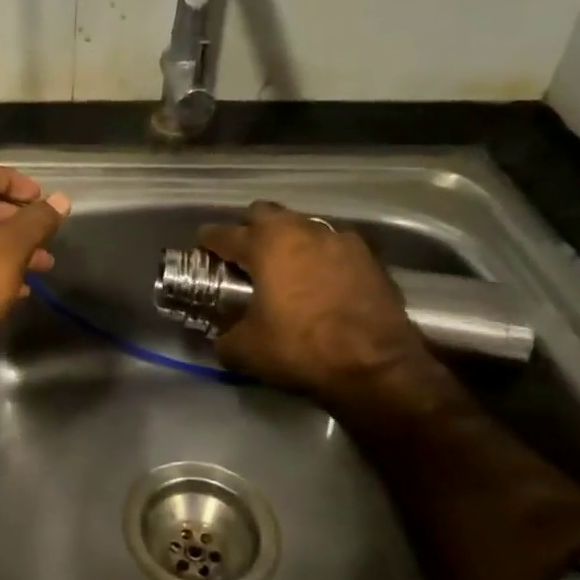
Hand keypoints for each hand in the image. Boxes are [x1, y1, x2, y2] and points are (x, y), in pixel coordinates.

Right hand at [198, 201, 452, 413]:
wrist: (376, 366)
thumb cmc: (301, 349)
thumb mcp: (247, 351)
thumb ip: (226, 338)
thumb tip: (223, 338)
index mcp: (266, 245)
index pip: (225, 233)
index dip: (209, 241)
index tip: (202, 248)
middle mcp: (303, 231)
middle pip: (266, 214)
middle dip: (250, 229)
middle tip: (244, 255)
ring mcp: (341, 240)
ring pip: (303, 227)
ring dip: (289, 241)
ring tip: (284, 269)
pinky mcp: (370, 258)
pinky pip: (334, 247)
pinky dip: (321, 258)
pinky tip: (320, 283)